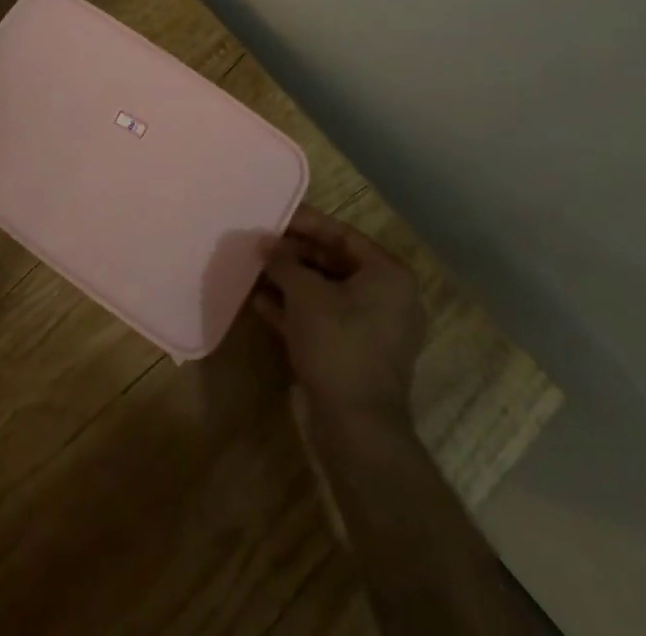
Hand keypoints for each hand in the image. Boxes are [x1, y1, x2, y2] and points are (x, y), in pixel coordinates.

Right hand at [256, 205, 424, 434]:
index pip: (342, 234)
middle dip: (295, 254)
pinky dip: (297, 310)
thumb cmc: (337, 344)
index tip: (274, 216)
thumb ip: (283, 262)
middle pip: (335, 262)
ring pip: (327, 292)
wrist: (357, 428)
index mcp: (388, 274)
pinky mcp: (358, 354)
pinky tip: (262, 303)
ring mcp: (375, 329)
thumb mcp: (304, 294)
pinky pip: (326, 319)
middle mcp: (388, 297)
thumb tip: (264, 243)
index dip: (305, 223)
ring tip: (257, 269)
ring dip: (293, 282)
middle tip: (261, 244)